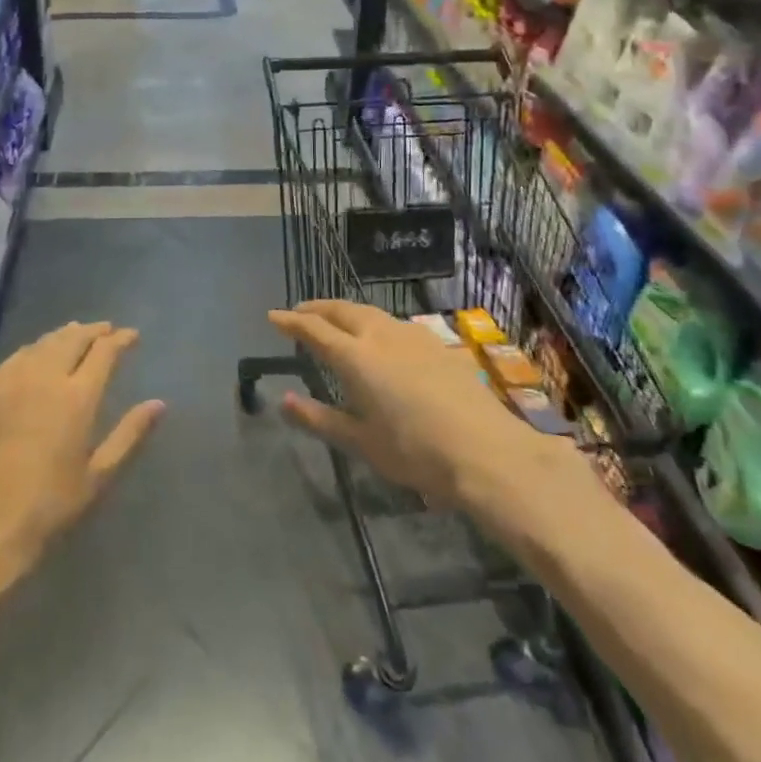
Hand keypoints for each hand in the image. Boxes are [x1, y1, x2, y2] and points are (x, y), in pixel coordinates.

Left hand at [0, 322, 163, 578]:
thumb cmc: (50, 503)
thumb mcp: (98, 475)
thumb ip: (129, 434)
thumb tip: (159, 404)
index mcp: (77, 397)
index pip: (104, 352)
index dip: (121, 339)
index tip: (132, 335)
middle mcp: (47, 378)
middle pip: (73, 339)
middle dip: (94, 331)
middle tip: (108, 330)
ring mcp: (15, 382)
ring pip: (44, 343)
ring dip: (65, 334)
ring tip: (78, 333)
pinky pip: (18, 356)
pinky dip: (36, 346)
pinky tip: (38, 351)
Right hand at [269, 301, 584, 515]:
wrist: (487, 452)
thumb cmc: (416, 452)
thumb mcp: (361, 442)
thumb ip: (320, 418)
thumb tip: (285, 401)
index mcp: (355, 357)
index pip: (314, 329)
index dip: (291, 321)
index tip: (273, 316)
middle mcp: (380, 335)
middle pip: (341, 310)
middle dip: (316, 309)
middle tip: (300, 313)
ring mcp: (412, 335)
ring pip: (370, 312)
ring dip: (345, 312)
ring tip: (335, 321)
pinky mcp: (437, 343)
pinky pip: (393, 322)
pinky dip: (373, 322)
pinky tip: (379, 337)